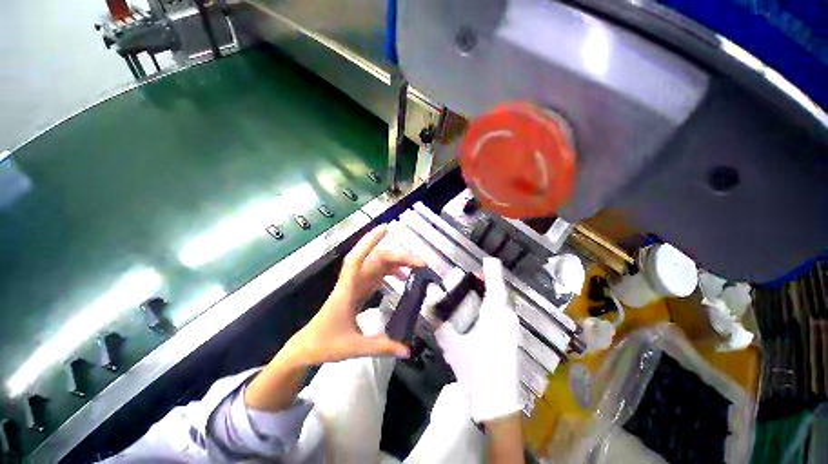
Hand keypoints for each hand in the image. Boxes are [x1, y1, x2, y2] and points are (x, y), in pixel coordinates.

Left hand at [245, 225, 423, 411]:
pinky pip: (376, 274)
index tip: (385, 229)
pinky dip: (390, 271)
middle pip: (376, 261)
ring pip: (377, 265)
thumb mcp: (354, 348)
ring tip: (416, 266)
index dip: (369, 242)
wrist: (307, 346)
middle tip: (421, 262)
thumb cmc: (325, 343)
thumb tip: (408, 351)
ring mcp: (355, 284)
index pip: (357, 260)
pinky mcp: (358, 290)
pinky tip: (401, 277)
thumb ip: (382, 347)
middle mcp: (352, 282)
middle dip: (399, 257)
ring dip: (396, 262)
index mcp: (347, 291)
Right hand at [435, 258, 520, 422]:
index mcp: (495, 311)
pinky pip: (503, 311)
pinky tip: (479, 314)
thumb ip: (439, 321)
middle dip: (485, 281)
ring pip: (502, 300)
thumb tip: (428, 305)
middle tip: (468, 282)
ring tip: (472, 295)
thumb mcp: (451, 343)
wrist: (498, 401)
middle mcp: (507, 314)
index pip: (495, 280)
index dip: (489, 268)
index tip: (481, 262)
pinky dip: (492, 306)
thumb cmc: (475, 368)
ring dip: (489, 294)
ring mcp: (512, 326)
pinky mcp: (512, 335)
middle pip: (499, 288)